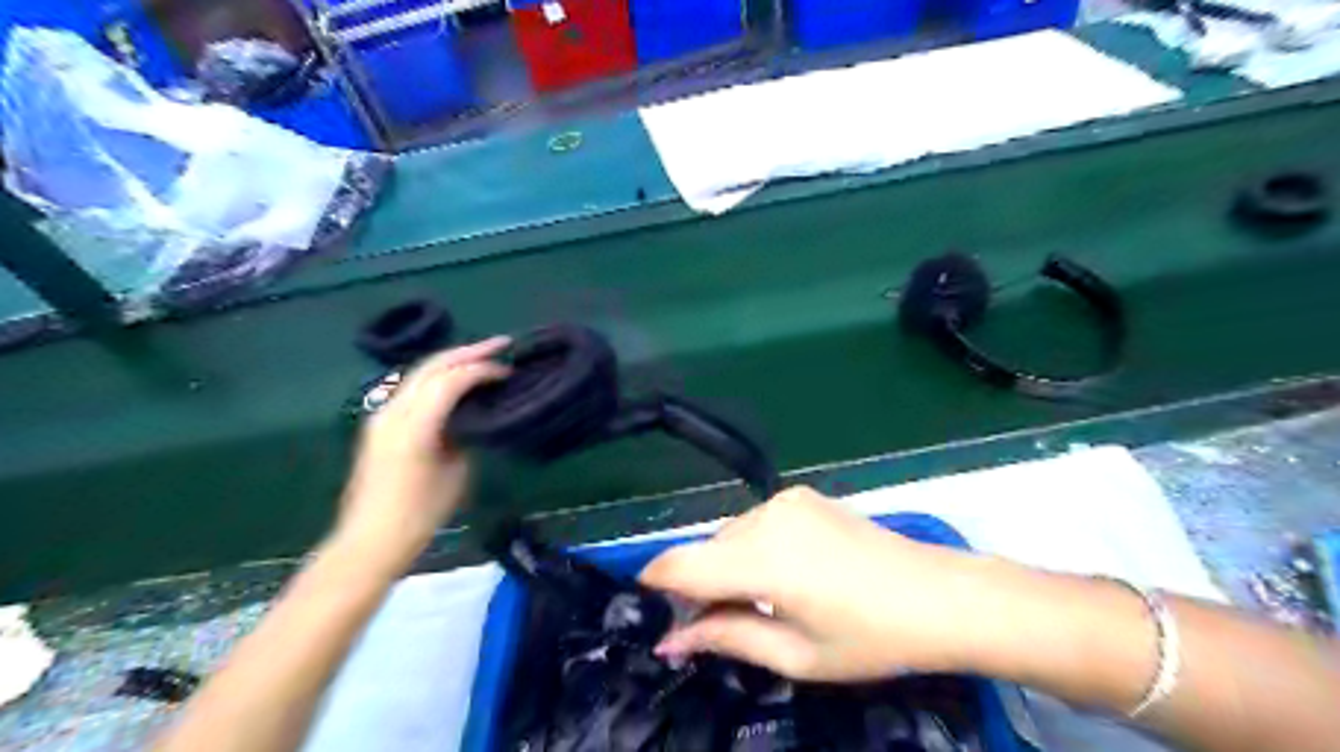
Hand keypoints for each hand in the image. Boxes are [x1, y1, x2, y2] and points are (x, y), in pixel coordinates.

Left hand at [333, 338, 509, 576]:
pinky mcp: (380, 424)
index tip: (509, 371)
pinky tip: (456, 381)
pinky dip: (438, 377)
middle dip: (468, 352)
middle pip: (431, 366)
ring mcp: (382, 415)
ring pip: (419, 373)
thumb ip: (465, 434)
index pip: (450, 380)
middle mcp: (393, 410)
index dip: (482, 369)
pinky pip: (412, 388)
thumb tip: (474, 415)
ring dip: (452, 362)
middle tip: (501, 344)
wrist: (371, 539)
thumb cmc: (421, 513)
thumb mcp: (456, 472)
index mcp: (413, 425)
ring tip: (483, 357)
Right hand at [638, 485, 991, 684]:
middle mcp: (766, 517)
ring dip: (728, 566)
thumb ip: (727, 638)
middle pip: (707, 550)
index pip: (682, 564)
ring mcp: (786, 500)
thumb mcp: (797, 654)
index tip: (651, 610)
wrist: (940, 596)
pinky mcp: (802, 495)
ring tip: (762, 602)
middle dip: (701, 586)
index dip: (657, 584)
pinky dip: (753, 548)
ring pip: (730, 535)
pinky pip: (756, 523)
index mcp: (763, 560)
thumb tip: (671, 640)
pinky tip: (785, 573)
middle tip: (718, 627)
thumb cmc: (871, 639)